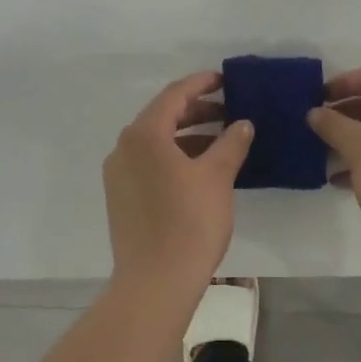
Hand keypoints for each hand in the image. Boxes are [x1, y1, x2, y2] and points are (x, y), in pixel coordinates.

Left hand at [103, 72, 253, 291]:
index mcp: (144, 134)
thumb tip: (242, 124)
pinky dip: (174, 157)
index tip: (225, 80)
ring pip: (155, 142)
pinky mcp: (120, 197)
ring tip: (221, 140)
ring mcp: (118, 174)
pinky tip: (200, 168)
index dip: (201, 84)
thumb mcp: (217, 177)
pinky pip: (148, 163)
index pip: (174, 95)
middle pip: (162, 116)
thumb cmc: (189, 222)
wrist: (156, 281)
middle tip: (229, 111)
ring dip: (187, 136)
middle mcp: (124, 148)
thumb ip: (231, 143)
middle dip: (197, 111)